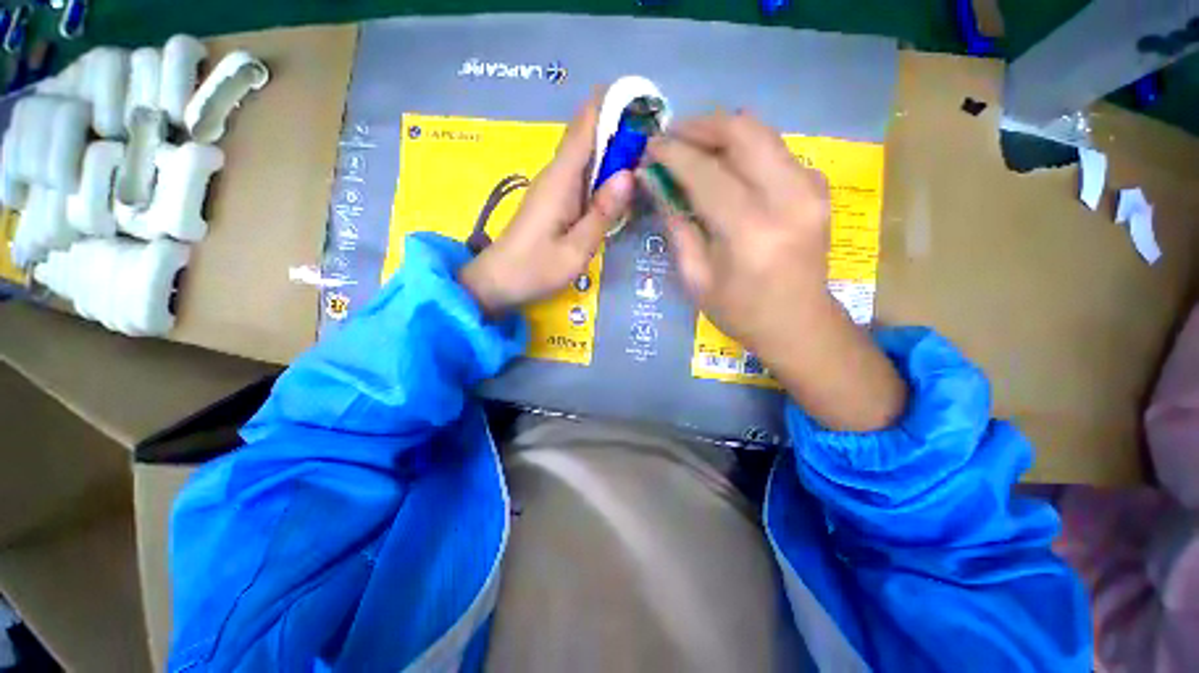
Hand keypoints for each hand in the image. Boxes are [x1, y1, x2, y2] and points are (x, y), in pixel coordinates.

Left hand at [459, 94, 634, 316]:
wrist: (498, 282)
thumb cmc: (536, 269)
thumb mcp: (576, 250)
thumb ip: (602, 213)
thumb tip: (629, 174)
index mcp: (561, 179)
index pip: (586, 124)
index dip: (613, 104)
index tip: (646, 103)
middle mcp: (556, 174)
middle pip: (588, 135)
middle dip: (620, 128)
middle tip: (657, 138)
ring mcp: (553, 186)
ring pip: (586, 155)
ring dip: (614, 150)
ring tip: (648, 155)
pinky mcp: (553, 200)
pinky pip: (581, 175)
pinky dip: (602, 172)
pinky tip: (620, 184)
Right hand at [646, 110, 906, 431]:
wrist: (799, 323)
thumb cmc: (740, 311)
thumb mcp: (696, 278)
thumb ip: (676, 226)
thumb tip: (655, 185)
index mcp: (749, 230)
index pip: (705, 171)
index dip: (673, 153)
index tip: (650, 147)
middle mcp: (786, 197)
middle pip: (741, 131)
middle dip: (699, 127)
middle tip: (671, 138)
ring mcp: (809, 187)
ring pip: (761, 132)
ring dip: (721, 133)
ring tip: (692, 148)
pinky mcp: (817, 187)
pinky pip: (774, 150)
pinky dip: (744, 149)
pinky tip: (725, 166)